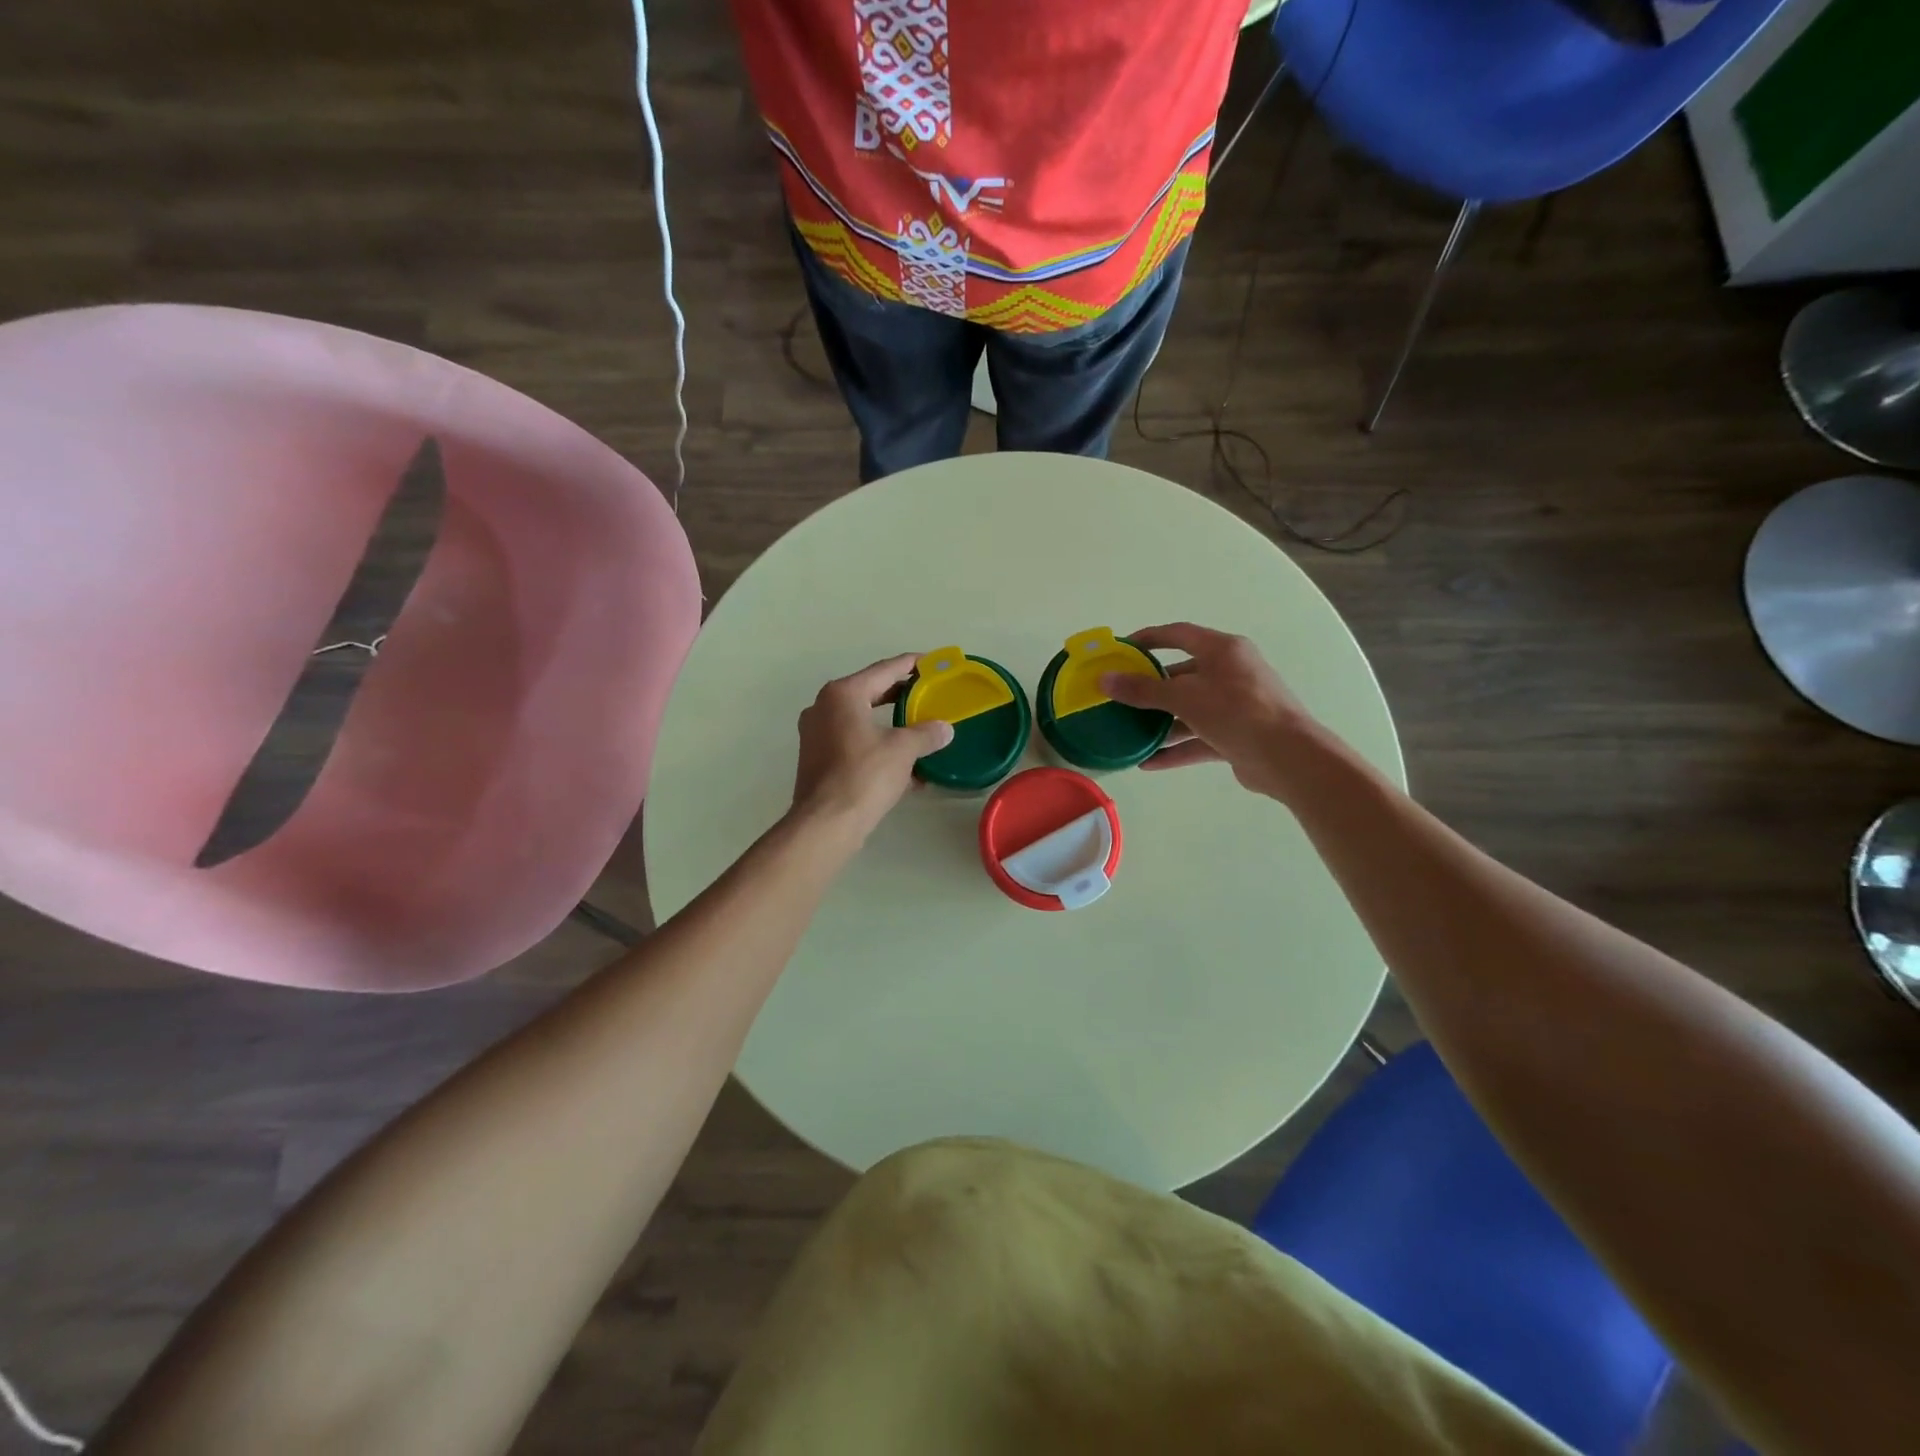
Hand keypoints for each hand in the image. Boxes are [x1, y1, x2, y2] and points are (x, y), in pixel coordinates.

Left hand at [791, 655, 953, 839]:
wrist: (826, 823)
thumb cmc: (864, 776)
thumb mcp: (903, 750)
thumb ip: (926, 733)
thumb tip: (944, 729)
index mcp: (843, 694)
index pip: (885, 669)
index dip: (912, 665)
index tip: (934, 663)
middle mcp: (824, 707)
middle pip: (871, 692)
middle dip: (902, 695)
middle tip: (930, 694)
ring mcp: (817, 734)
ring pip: (862, 719)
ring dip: (891, 724)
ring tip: (921, 728)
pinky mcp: (818, 759)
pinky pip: (855, 742)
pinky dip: (878, 746)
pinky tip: (905, 764)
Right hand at [1100, 623, 1319, 800]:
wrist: (1288, 757)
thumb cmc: (1237, 711)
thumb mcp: (1185, 697)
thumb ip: (1143, 690)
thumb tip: (1104, 680)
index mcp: (1222, 650)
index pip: (1178, 634)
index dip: (1148, 639)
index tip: (1120, 649)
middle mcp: (1230, 672)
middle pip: (1182, 675)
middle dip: (1150, 689)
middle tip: (1119, 698)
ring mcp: (1235, 705)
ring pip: (1189, 709)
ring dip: (1161, 723)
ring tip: (1129, 733)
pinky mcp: (1237, 735)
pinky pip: (1199, 738)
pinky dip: (1176, 748)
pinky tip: (1148, 762)